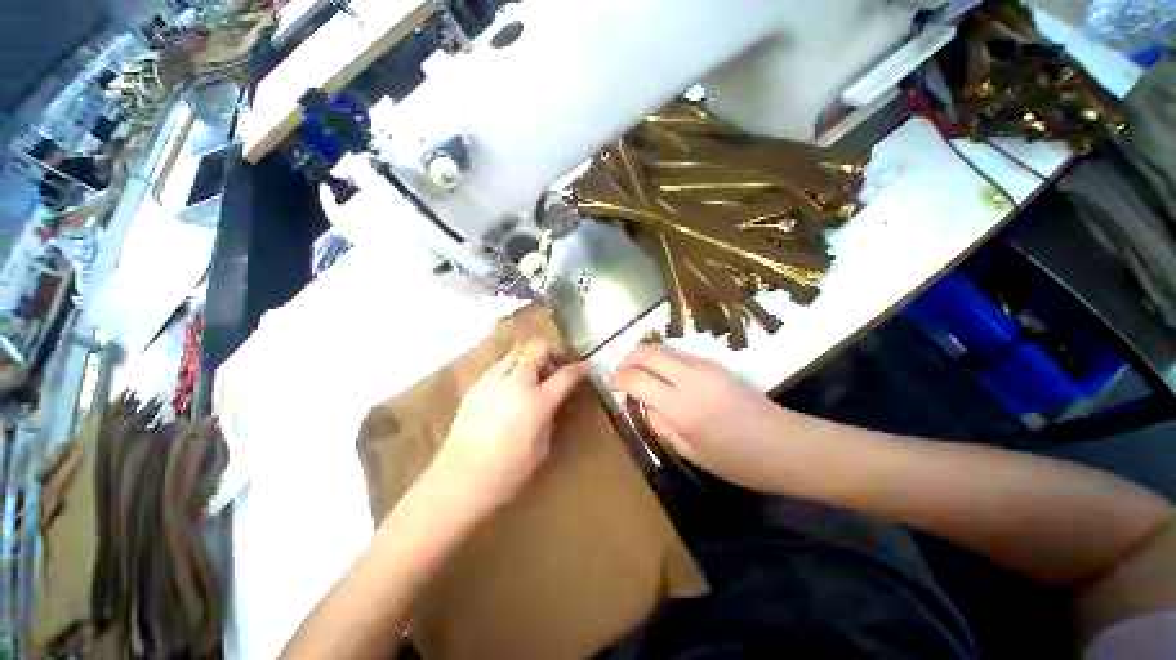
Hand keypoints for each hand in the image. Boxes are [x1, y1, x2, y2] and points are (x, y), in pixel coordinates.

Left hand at [433, 340, 590, 513]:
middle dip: (552, 351)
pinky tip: (511, 384)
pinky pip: (499, 364)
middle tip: (556, 366)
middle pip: (538, 347)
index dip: (582, 369)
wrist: (460, 481)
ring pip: (516, 350)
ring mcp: (493, 381)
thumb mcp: (542, 446)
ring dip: (530, 356)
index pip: (567, 374)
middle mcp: (516, 383)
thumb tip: (553, 399)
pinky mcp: (476, 385)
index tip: (587, 369)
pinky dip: (512, 366)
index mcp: (538, 402)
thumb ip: (550, 415)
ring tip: (533, 374)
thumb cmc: (508, 472)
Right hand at [609, 346, 790, 491]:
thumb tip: (642, 401)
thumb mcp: (689, 451)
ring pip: (663, 349)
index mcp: (680, 407)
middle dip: (627, 359)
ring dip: (645, 357)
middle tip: (620, 373)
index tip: (611, 387)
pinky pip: (679, 354)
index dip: (617, 380)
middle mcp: (689, 378)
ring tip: (639, 373)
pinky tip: (664, 374)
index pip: (635, 379)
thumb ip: (659, 422)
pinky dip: (663, 359)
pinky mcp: (716, 363)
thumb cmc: (737, 461)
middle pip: (647, 353)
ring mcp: (704, 366)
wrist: (786, 445)